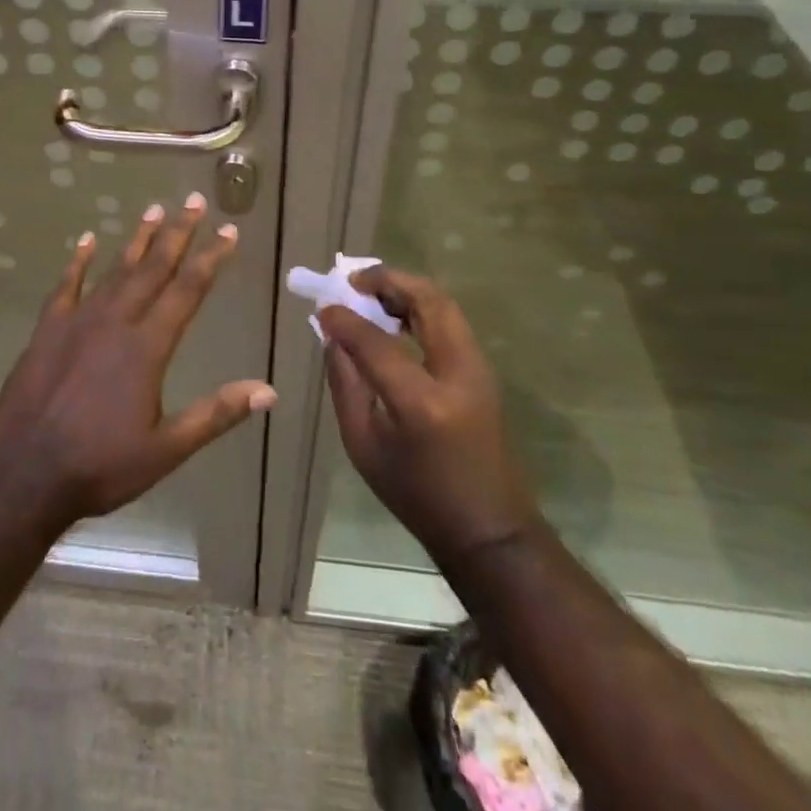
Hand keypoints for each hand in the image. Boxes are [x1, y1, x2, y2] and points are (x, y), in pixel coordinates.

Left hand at [0, 192, 275, 526]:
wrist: (25, 473)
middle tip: (194, 201)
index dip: (210, 258)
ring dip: (137, 239)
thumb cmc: (101, 464)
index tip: (228, 230)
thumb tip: (268, 391)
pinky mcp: (48, 329)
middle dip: (177, 233)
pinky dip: (77, 261)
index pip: (188, 290)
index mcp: (148, 346)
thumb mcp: (167, 448)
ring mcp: (78, 320)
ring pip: (115, 269)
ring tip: (154, 210)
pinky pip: (66, 285)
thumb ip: (216, 414)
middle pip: (153, 267)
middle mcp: (116, 321)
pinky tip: (85, 240)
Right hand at [320, 267, 536, 570]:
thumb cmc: (417, 495)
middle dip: (388, 281)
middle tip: (353, 281)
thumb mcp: (364, 445)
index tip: (322, 308)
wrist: (488, 529)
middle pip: (427, 301)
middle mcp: (457, 374)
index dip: (345, 319)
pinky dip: (421, 307)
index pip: (377, 340)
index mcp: (422, 402)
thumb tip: (333, 337)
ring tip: (371, 293)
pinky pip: (450, 322)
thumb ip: (345, 384)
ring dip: (406, 290)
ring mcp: (478, 369)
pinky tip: (395, 317)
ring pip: (444, 305)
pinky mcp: (483, 371)